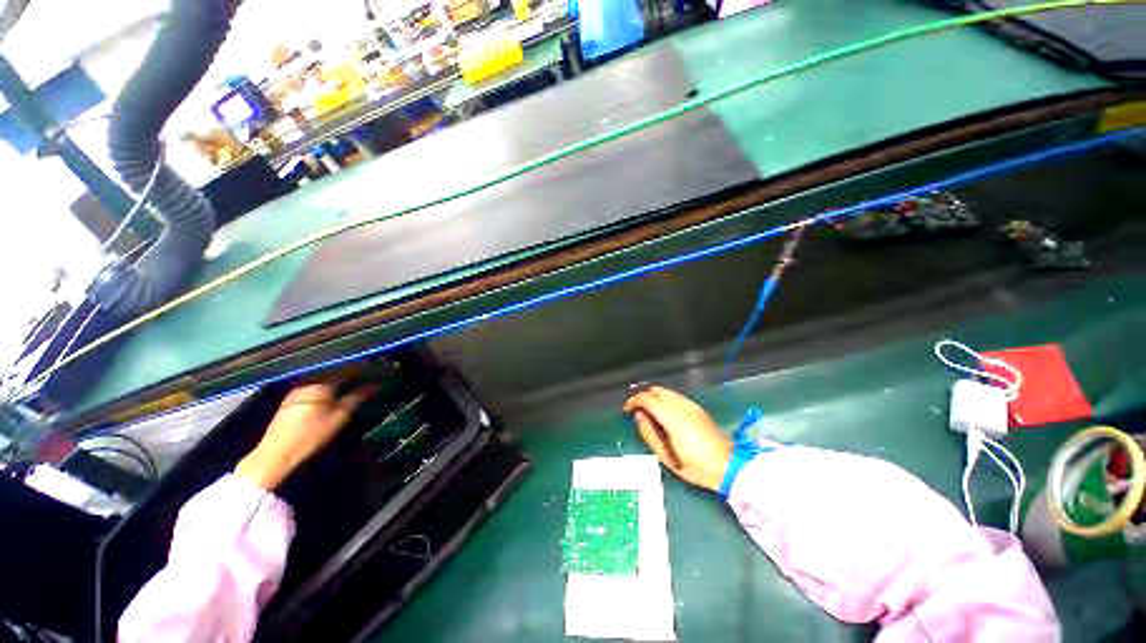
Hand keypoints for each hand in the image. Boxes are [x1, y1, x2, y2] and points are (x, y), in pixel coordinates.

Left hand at [235, 376, 374, 490]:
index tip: (376, 370)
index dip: (362, 370)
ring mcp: (296, 391)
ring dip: (338, 381)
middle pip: (333, 373)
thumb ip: (356, 398)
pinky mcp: (290, 401)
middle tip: (367, 377)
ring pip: (322, 380)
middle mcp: (307, 383)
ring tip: (353, 384)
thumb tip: (374, 385)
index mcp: (320, 384)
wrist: (275, 456)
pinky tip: (334, 393)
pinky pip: (314, 387)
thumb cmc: (310, 436)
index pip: (346, 370)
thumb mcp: (338, 418)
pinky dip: (327, 387)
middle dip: (351, 374)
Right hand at [623, 386, 730, 490]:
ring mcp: (690, 405)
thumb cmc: (695, 465)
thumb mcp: (667, 457)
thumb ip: (649, 434)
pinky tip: (664, 413)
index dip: (633, 401)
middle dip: (643, 397)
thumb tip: (639, 416)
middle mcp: (680, 405)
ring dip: (654, 397)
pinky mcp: (697, 408)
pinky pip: (676, 397)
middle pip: (656, 390)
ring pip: (666, 391)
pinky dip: (664, 399)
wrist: (728, 466)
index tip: (626, 410)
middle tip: (635, 410)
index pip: (647, 399)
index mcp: (671, 416)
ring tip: (648, 411)